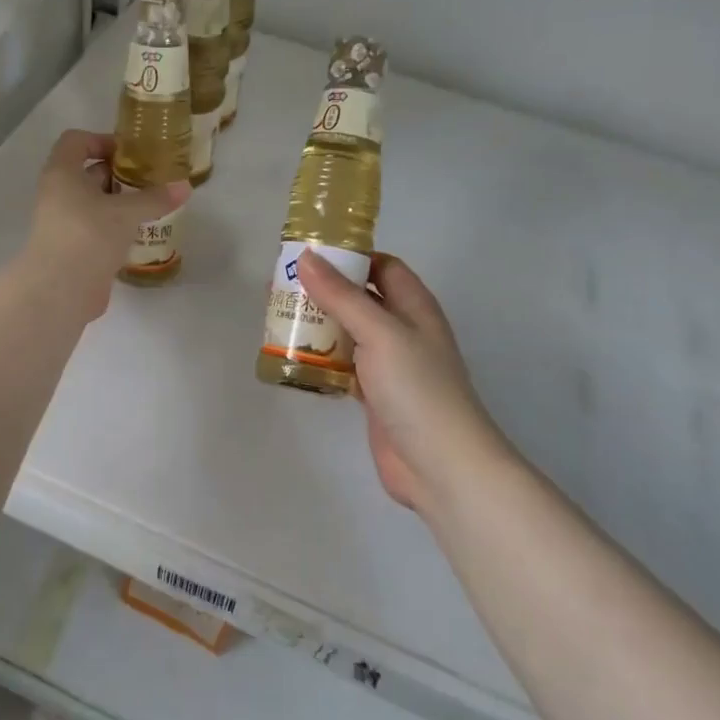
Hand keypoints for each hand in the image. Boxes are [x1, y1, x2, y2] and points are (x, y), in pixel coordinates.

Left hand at [22, 130, 188, 318]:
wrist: (60, 291)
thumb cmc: (88, 235)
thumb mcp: (126, 212)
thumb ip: (155, 198)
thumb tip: (184, 186)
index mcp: (62, 173)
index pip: (76, 141)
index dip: (102, 140)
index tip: (131, 153)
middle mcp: (58, 194)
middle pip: (88, 172)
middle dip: (120, 174)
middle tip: (151, 181)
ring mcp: (63, 223)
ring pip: (93, 203)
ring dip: (120, 203)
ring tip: (152, 207)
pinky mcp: (72, 248)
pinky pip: (95, 228)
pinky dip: (115, 227)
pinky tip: (140, 234)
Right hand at [294, 251, 512, 513]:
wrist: (441, 465)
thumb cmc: (416, 388)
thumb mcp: (379, 332)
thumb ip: (342, 295)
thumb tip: (306, 257)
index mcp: (414, 306)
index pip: (382, 266)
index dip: (351, 256)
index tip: (309, 254)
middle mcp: (403, 330)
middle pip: (361, 297)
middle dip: (325, 290)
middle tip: (281, 286)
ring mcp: (390, 365)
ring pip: (349, 332)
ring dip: (320, 324)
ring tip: (279, 317)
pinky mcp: (376, 395)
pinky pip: (344, 365)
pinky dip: (322, 359)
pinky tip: (294, 357)